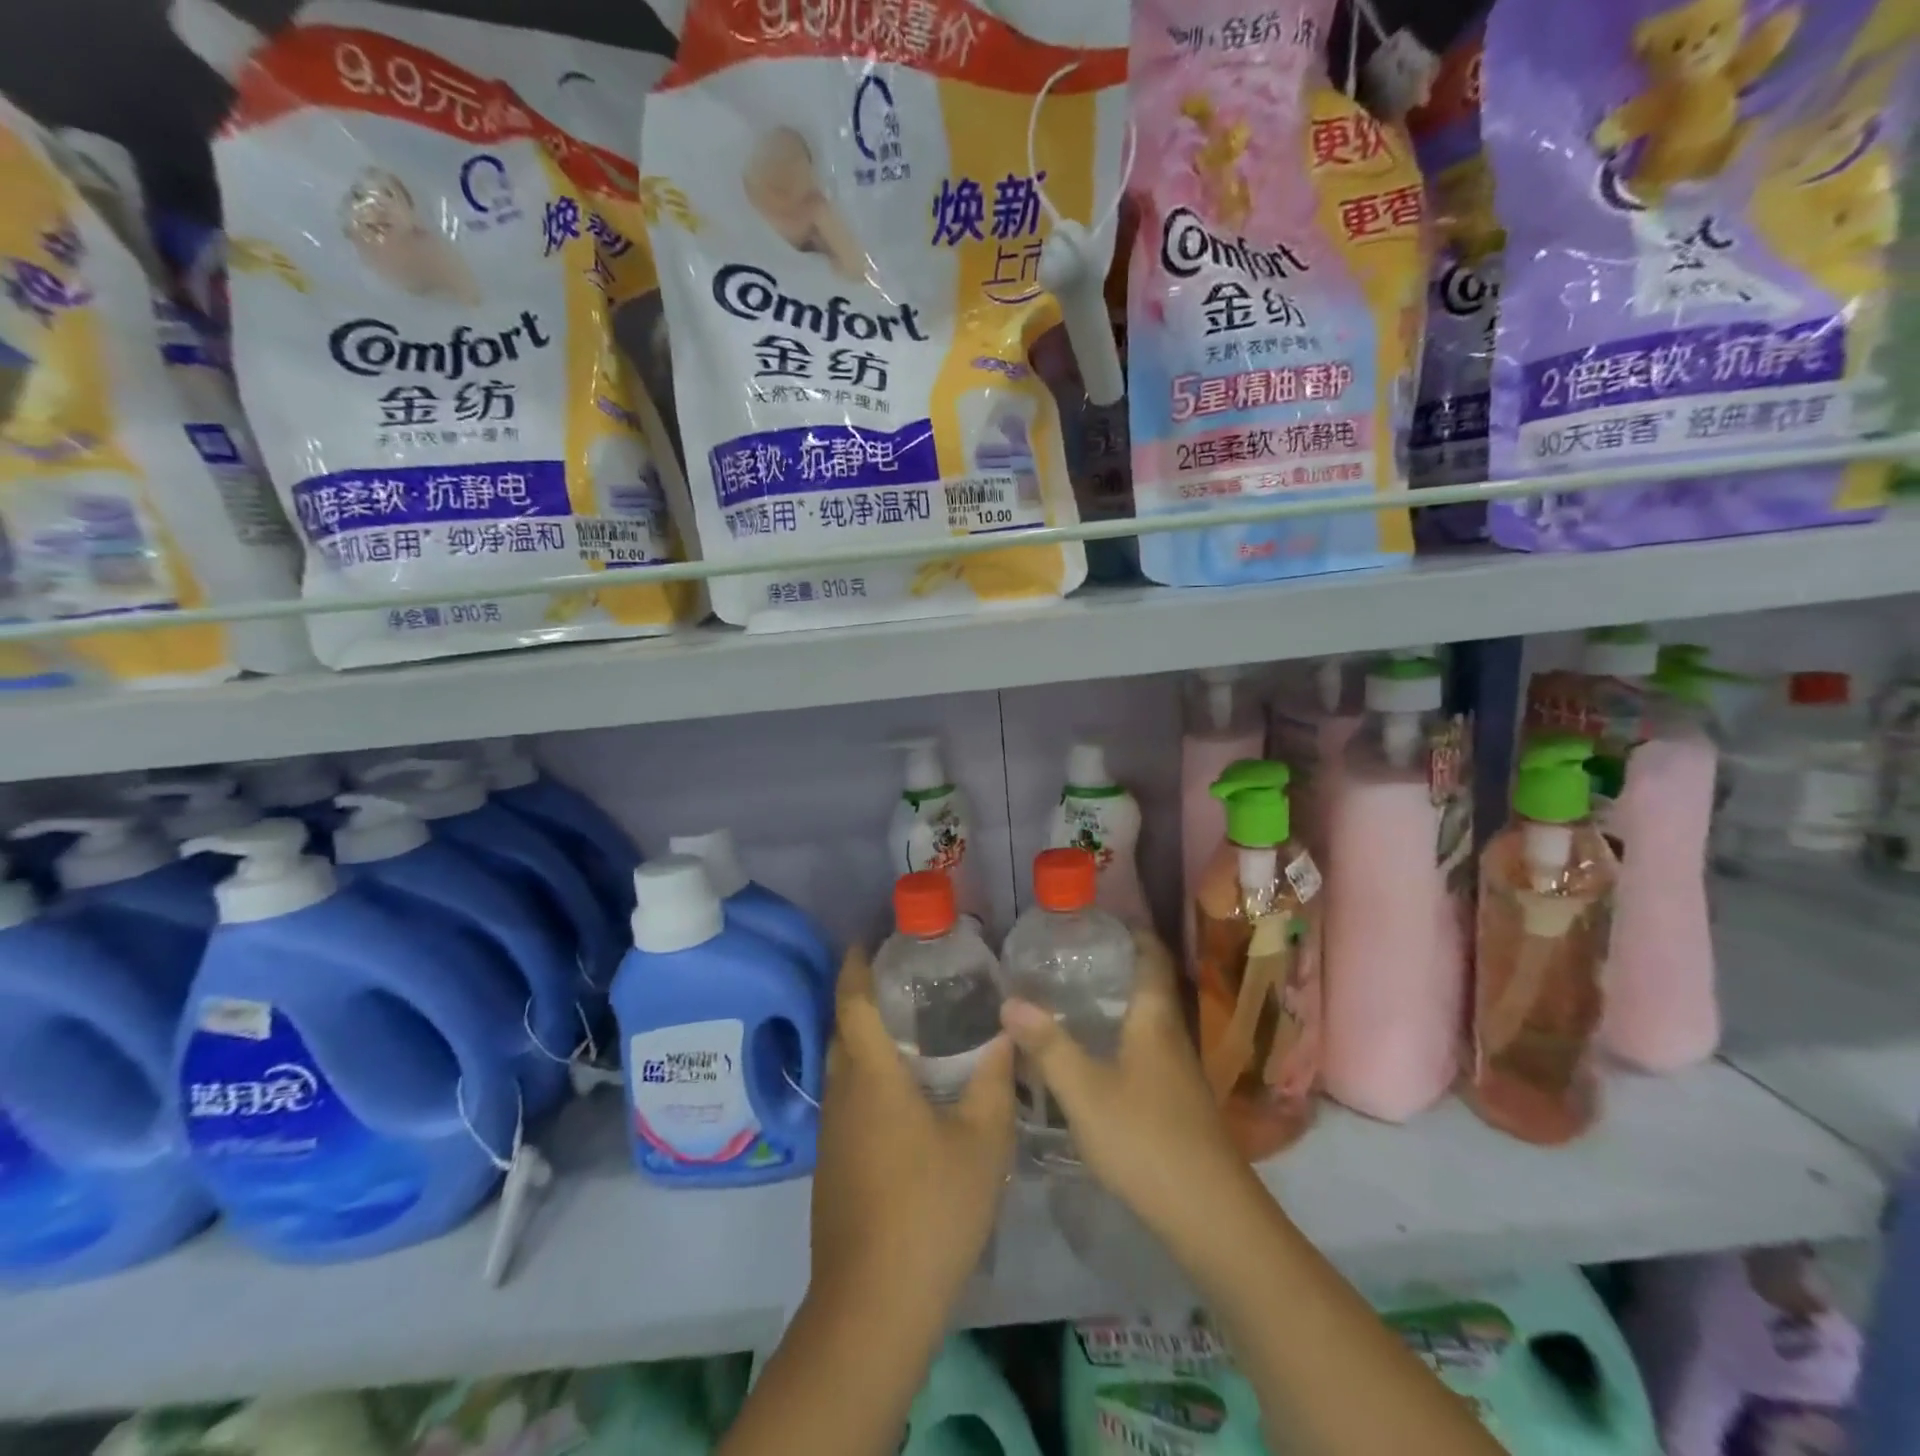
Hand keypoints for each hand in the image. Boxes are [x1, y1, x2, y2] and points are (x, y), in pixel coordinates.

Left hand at [809, 944, 1016, 1314]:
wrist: (873, 1306)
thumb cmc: (931, 1209)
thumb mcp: (981, 1141)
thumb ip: (995, 1080)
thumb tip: (1007, 1033)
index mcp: (871, 1076)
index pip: (852, 1002)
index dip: (856, 966)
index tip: (868, 939)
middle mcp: (841, 1095)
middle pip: (842, 1030)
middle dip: (863, 998)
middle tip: (906, 980)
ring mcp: (832, 1134)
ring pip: (843, 1068)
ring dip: (866, 1041)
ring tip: (910, 1030)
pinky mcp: (833, 1165)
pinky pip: (847, 1100)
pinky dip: (868, 1079)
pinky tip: (904, 1096)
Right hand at [1000, 929, 1253, 1248]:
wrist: (1211, 1217)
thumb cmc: (1147, 1140)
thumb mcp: (1085, 1092)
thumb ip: (1048, 1046)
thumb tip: (1009, 1000)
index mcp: (1155, 1019)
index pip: (1151, 956)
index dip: (1131, 932)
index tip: (1096, 920)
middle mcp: (1171, 1036)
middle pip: (1147, 986)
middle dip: (1113, 966)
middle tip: (1065, 958)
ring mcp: (1177, 1072)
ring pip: (1144, 1021)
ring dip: (1113, 1004)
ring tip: (1068, 999)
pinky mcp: (1175, 1102)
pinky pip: (1143, 1050)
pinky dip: (1117, 1038)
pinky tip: (1090, 1055)